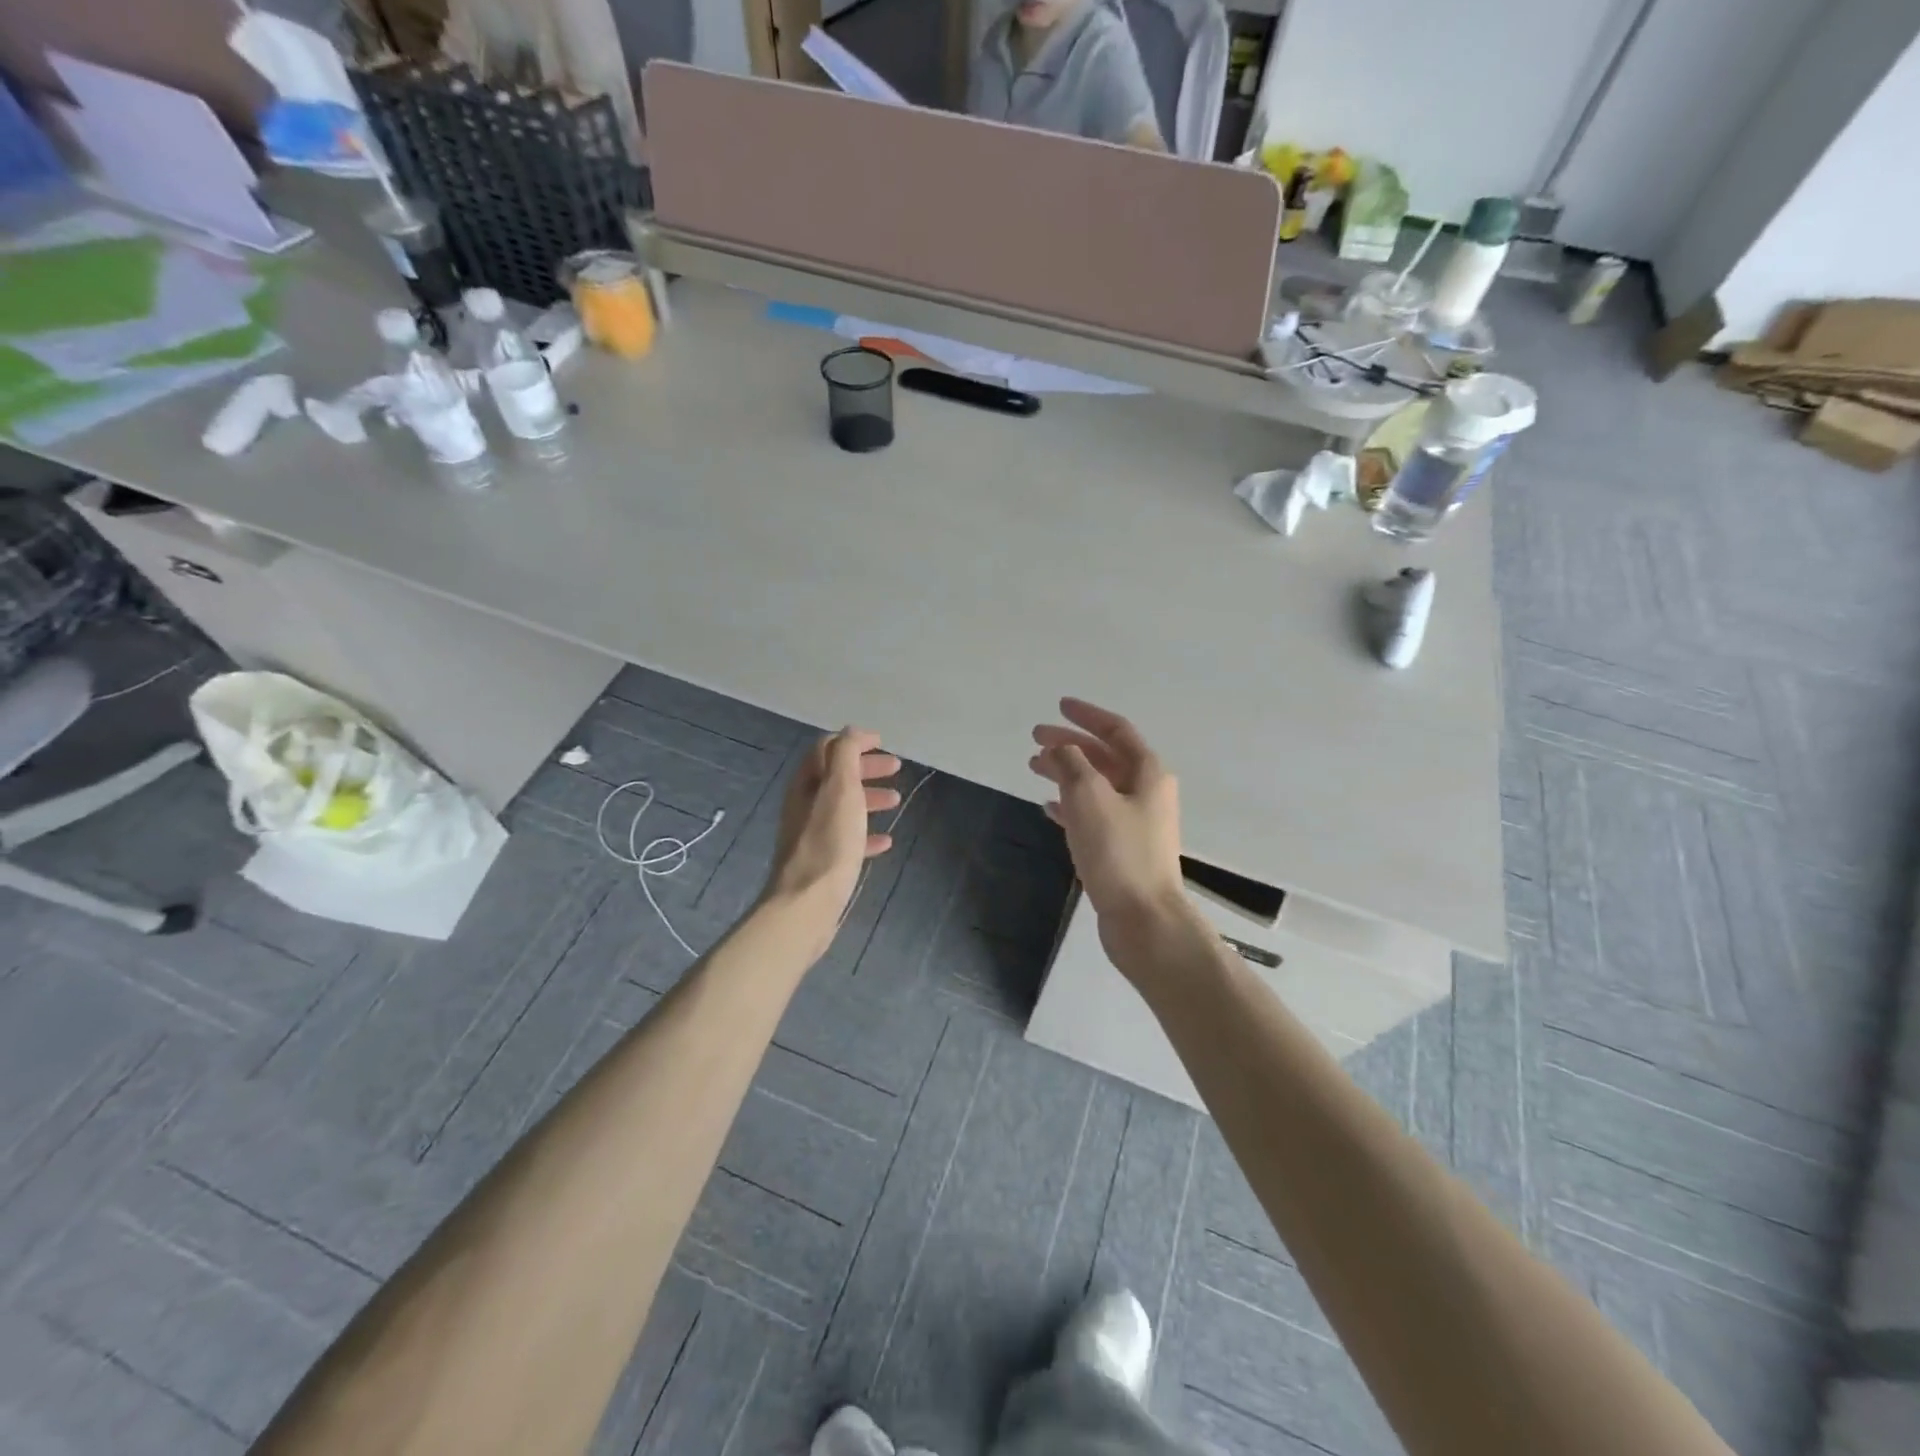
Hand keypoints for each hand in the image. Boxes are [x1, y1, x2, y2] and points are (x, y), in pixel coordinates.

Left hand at [765, 728, 900, 928]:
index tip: (882, 742)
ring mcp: (812, 833)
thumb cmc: (828, 842)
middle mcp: (805, 804)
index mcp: (807, 783)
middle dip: (865, 768)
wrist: (807, 903)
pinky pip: (847, 838)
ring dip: (869, 798)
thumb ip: (845, 755)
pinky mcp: (822, 861)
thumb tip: (851, 731)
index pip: (828, 748)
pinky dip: (866, 833)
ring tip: (896, 801)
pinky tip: (886, 841)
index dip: (854, 742)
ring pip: (843, 806)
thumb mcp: (841, 789)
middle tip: (896, 768)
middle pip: (836, 775)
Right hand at [1030, 698, 1185, 934]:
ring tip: (1034, 768)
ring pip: (1097, 785)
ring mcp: (1136, 822)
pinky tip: (1049, 807)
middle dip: (1070, 744)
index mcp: (1147, 773)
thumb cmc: (1118, 852)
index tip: (1059, 706)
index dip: (1086, 715)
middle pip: (1104, 756)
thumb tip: (1060, 748)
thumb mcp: (1089, 797)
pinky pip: (1093, 815)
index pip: (1116, 730)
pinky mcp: (1123, 849)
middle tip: (1035, 739)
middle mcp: (1146, 792)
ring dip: (1067, 773)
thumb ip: (1071, 764)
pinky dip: (1071, 805)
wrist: (1143, 919)